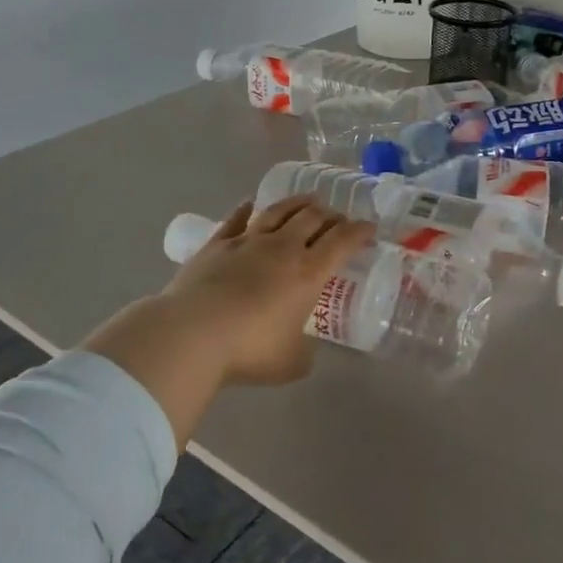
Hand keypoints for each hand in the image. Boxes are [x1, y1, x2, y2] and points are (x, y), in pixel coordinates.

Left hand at [86, 196, 375, 450]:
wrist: (192, 333)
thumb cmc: (249, 349)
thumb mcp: (290, 362)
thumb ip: (303, 352)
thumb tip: (303, 349)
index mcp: (308, 272)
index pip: (342, 241)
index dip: (360, 231)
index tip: (370, 228)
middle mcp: (282, 248)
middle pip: (313, 218)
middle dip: (332, 215)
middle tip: (339, 219)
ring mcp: (248, 241)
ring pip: (279, 211)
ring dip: (299, 203)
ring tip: (309, 200)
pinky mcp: (217, 244)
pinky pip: (237, 218)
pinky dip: (248, 209)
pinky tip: (251, 203)